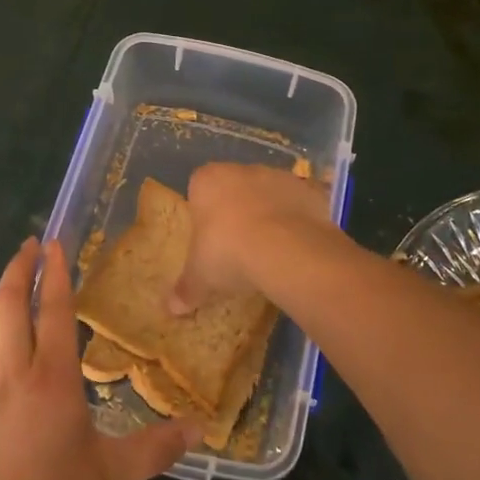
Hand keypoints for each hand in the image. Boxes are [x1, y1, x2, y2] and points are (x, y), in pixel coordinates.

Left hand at [0, 238, 196, 479]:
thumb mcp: (110, 476)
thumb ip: (154, 448)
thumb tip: (200, 428)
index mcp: (53, 379)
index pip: (54, 311)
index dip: (57, 274)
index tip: (55, 243)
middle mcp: (16, 371)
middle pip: (11, 303)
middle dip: (20, 268)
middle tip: (32, 245)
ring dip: (0, 292)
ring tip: (15, 279)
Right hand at [168, 162, 343, 314]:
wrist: (286, 249)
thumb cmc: (228, 252)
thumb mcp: (201, 277)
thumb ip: (186, 289)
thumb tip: (171, 309)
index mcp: (208, 180)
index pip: (199, 188)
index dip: (204, 212)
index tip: (209, 238)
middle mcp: (242, 170)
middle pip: (235, 187)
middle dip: (236, 210)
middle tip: (238, 246)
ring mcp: (278, 176)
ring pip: (269, 193)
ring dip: (269, 214)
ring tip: (271, 250)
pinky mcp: (308, 190)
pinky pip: (299, 204)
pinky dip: (298, 220)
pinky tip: (296, 247)